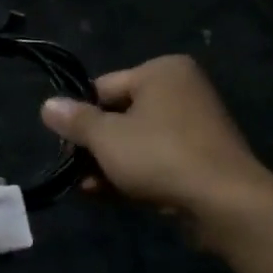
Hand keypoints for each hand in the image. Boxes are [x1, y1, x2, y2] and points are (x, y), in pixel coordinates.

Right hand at [40, 56, 262, 218]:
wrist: (224, 201)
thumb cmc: (159, 155)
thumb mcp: (106, 137)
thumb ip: (75, 120)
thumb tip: (47, 105)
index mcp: (162, 71)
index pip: (104, 86)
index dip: (80, 114)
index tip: (65, 142)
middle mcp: (182, 91)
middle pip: (121, 115)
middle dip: (94, 145)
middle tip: (73, 168)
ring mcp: (195, 127)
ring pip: (137, 142)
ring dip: (109, 164)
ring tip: (85, 188)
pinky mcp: (202, 160)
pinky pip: (156, 161)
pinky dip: (133, 175)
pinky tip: (106, 196)